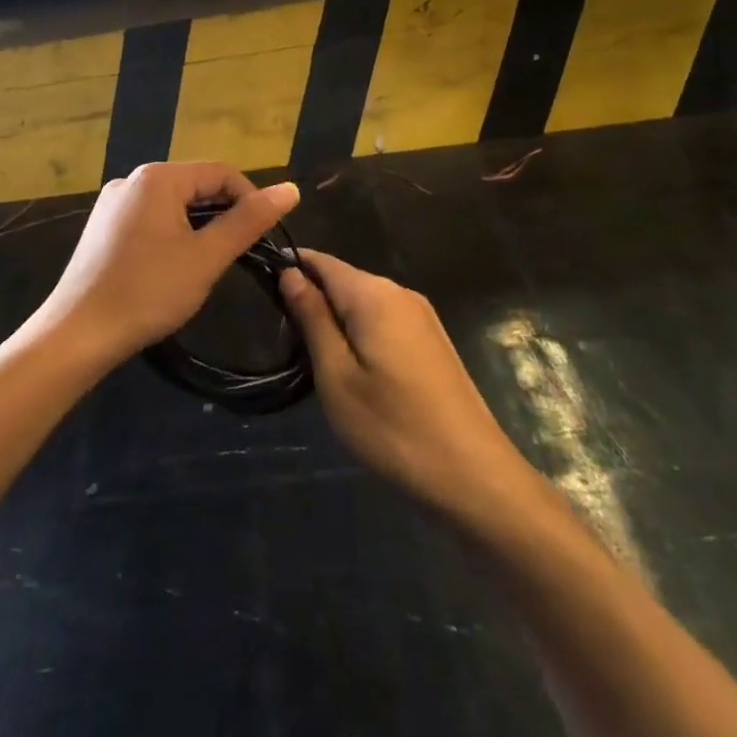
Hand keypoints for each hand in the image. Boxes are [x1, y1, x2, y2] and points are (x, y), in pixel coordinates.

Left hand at [39, 163, 300, 363]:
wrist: (78, 334)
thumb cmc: (148, 292)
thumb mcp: (206, 257)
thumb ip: (249, 221)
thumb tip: (291, 189)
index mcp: (158, 177)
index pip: (222, 172)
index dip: (250, 200)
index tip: (264, 237)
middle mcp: (132, 179)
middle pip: (195, 185)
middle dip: (223, 214)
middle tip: (237, 256)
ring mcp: (112, 203)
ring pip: (172, 204)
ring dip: (197, 227)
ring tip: (206, 264)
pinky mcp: (102, 226)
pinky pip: (149, 218)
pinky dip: (171, 234)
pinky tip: (170, 268)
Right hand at [280, 250, 525, 521]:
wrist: (474, 475)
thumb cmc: (393, 427)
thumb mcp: (336, 375)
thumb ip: (312, 317)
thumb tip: (290, 273)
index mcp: (373, 294)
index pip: (321, 261)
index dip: (289, 269)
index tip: (262, 295)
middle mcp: (400, 292)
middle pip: (343, 280)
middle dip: (312, 301)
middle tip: (287, 345)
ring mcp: (422, 316)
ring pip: (363, 302)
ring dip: (335, 322)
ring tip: (315, 363)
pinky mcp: (433, 340)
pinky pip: (384, 321)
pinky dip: (360, 334)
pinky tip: (354, 372)